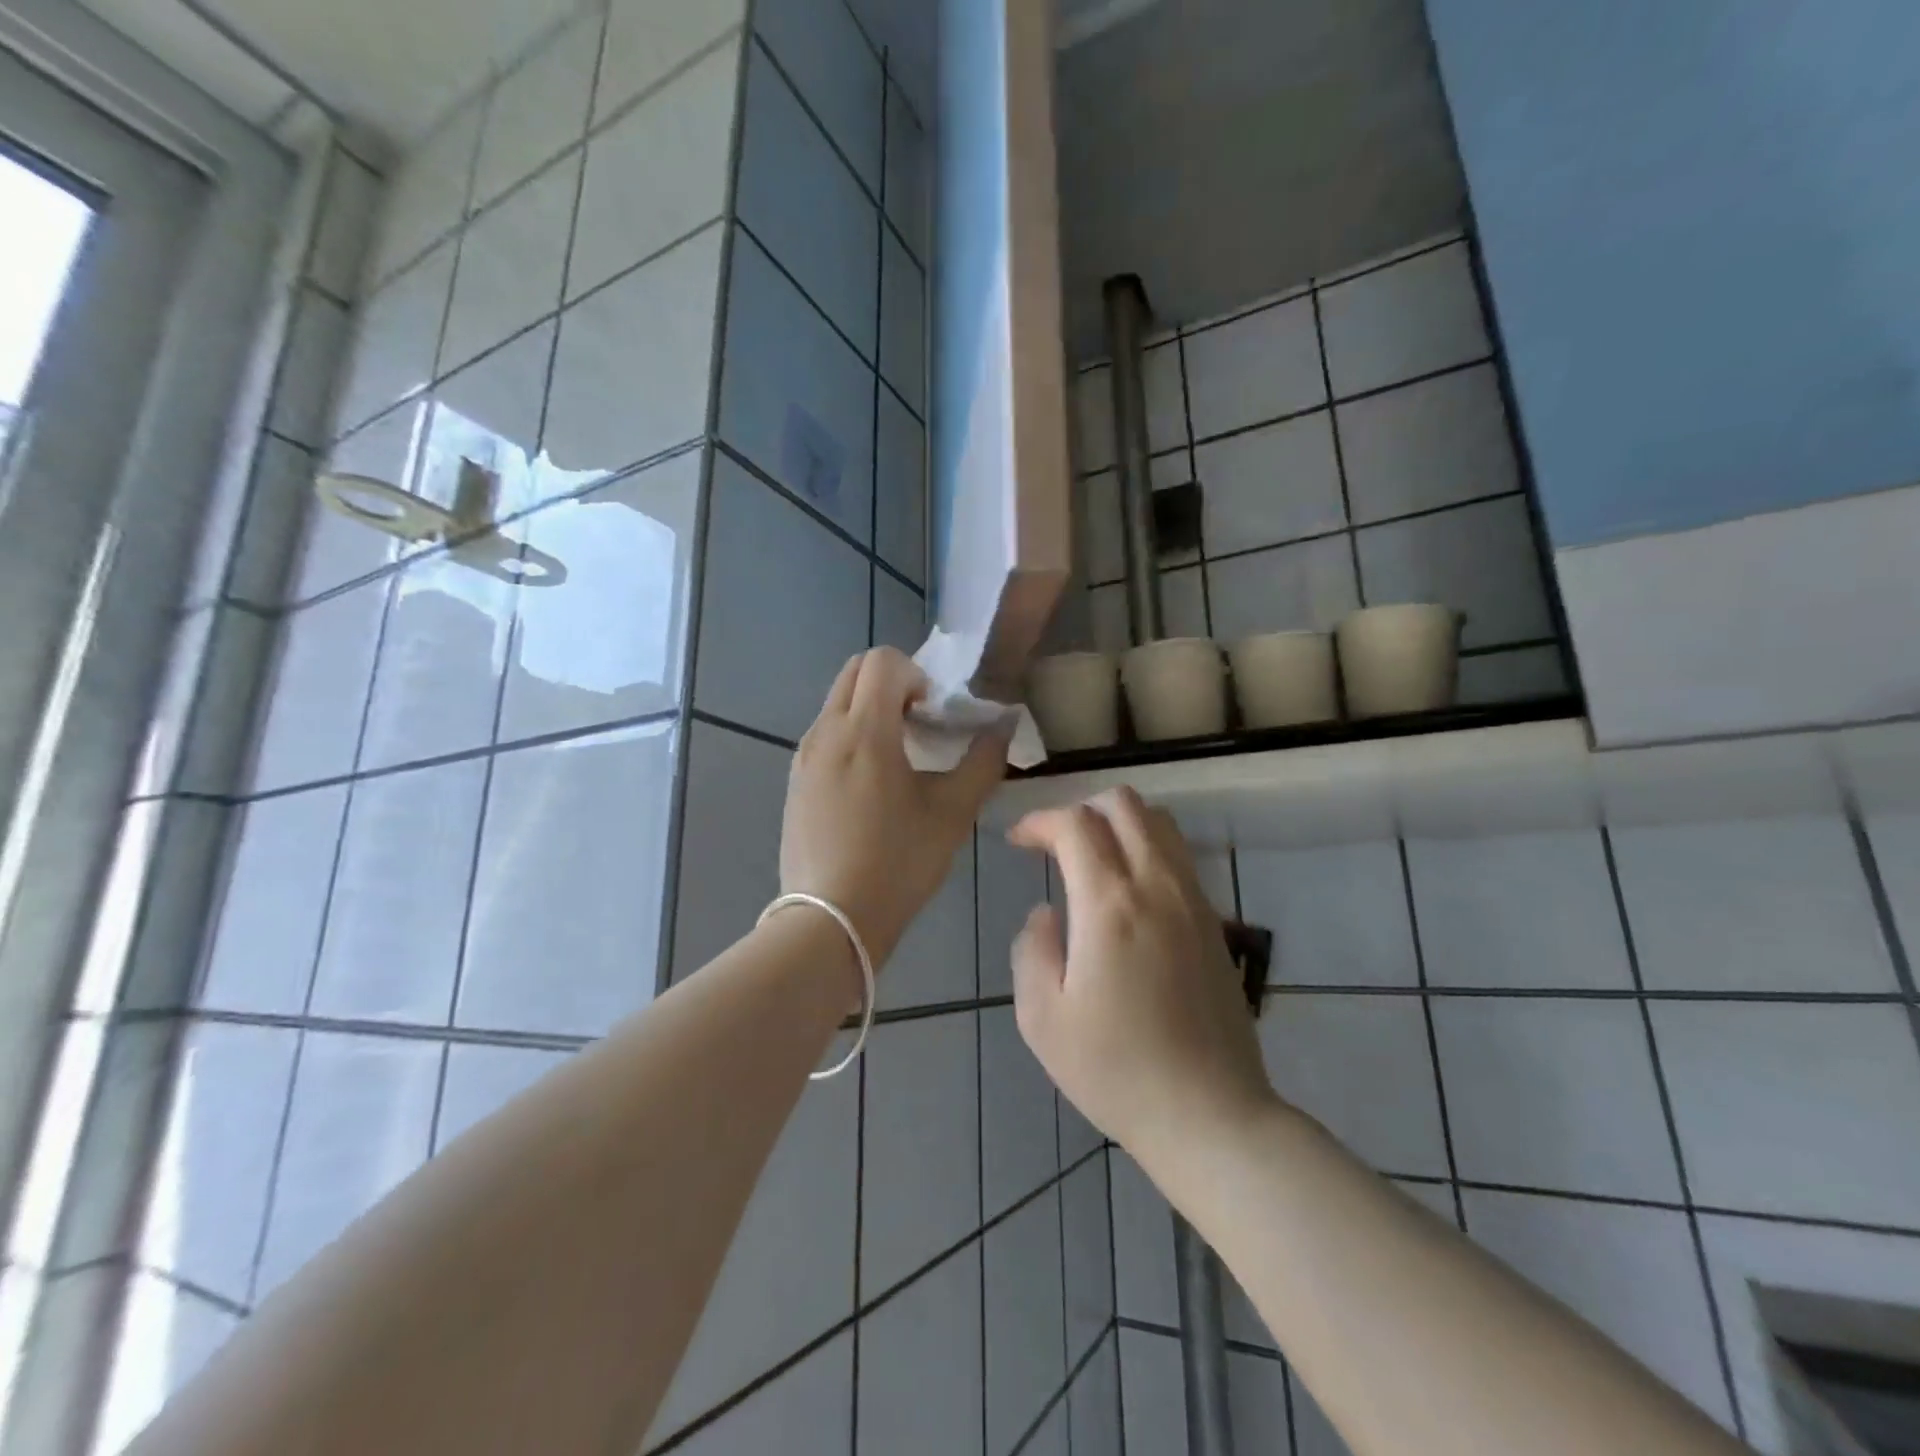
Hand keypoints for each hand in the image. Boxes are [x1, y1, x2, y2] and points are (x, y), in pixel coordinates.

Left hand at [782, 648, 1007, 969]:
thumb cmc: (898, 864)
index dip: (917, 676)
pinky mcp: (795, 780)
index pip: (883, 660)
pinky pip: (824, 734)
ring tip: (898, 759)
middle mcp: (826, 731)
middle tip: (919, 727)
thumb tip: (1005, 725)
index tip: (933, 716)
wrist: (829, 920)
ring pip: (837, 702)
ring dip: (870, 709)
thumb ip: (983, 761)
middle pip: (855, 671)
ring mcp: (803, 756)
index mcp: (864, 730)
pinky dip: (851, 735)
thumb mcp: (952, 814)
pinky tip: (871, 787)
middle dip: (892, 683)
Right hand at [1009, 788, 1276, 1161]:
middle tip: (1054, 845)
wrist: (1210, 1114)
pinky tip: (1127, 891)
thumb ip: (1032, 949)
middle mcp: (1157, 885)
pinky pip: (1179, 855)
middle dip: (1080, 809)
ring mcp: (1193, 900)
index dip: (1039, 821)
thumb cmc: (1116, 1070)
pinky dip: (1146, 847)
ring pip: (1158, 821)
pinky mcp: (1214, 920)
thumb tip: (1046, 913)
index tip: (1018, 842)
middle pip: (1123, 803)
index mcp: (1110, 904)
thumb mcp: (1042, 1018)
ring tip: (1090, 858)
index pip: (1075, 824)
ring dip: (1117, 823)